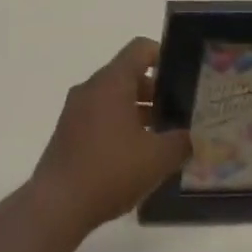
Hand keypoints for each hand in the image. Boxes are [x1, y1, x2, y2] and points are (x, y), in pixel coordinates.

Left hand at [30, 39, 191, 235]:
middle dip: (155, 91)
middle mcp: (91, 87)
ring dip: (137, 110)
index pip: (140, 49)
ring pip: (113, 97)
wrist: (58, 202)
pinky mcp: (68, 130)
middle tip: (179, 113)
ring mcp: (76, 108)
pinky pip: (99, 115)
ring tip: (162, 137)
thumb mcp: (157, 158)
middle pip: (127, 74)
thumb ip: (181, 142)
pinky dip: (119, 124)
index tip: (182, 76)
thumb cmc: (111, 170)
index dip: (163, 55)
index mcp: (111, 82)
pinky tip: (135, 155)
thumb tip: (192, 136)